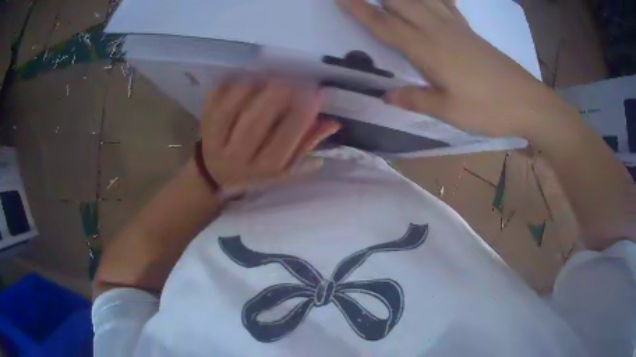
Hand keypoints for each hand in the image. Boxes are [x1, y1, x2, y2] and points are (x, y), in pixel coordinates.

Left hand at [200, 78, 340, 193]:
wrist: (216, 173)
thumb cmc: (256, 170)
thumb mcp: (285, 167)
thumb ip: (307, 144)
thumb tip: (332, 122)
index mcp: (262, 168)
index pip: (284, 141)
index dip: (301, 116)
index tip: (316, 94)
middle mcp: (237, 156)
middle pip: (255, 123)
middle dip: (277, 96)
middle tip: (294, 78)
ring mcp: (215, 140)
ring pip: (231, 108)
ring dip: (254, 86)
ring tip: (273, 74)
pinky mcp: (203, 123)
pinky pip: (215, 99)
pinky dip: (230, 84)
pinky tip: (248, 76)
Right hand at [337, 0, 577, 139]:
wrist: (527, 101)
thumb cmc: (489, 109)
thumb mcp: (450, 111)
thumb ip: (416, 99)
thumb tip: (386, 95)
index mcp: (428, 50)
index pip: (385, 25)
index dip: (360, 10)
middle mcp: (438, 30)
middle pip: (400, 2)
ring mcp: (455, 26)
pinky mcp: (467, 29)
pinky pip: (444, 2)